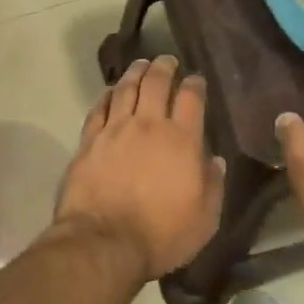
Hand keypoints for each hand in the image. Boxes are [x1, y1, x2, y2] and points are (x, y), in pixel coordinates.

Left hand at [54, 55, 224, 279]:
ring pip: (126, 89)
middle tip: (167, 60)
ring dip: (135, 72)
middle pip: (156, 83)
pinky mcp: (89, 141)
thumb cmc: (161, 235)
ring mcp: (115, 130)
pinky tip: (111, 91)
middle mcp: (148, 125)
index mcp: (181, 139)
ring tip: (141, 64)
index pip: (191, 98)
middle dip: (163, 67)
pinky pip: (98, 108)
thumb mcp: (204, 218)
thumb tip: (214, 160)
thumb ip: (212, 185)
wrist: (104, 243)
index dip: (194, 83)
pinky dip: (107, 95)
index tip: (195, 78)